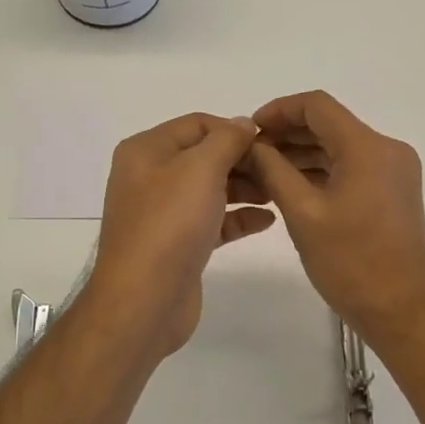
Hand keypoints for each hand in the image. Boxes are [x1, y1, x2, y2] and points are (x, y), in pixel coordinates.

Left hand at [84, 113, 275, 358]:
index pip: (197, 124)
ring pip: (211, 189)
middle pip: (205, 156)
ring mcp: (164, 212)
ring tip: (279, 193)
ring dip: (245, 188)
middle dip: (243, 160)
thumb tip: (244, 123)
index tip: (269, 143)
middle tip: (280, 170)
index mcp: (146, 150)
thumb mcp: (200, 169)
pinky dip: (238, 217)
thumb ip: (227, 140)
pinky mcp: (179, 244)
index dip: (234, 129)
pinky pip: (213, 220)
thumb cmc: (170, 224)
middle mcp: (150, 177)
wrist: (145, 300)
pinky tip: (268, 221)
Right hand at [243, 91, 424, 346]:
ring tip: (263, 170)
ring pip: (340, 147)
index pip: (318, 106)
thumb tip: (252, 144)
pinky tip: (291, 185)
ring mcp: (394, 171)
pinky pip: (352, 167)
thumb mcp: (303, 214)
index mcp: (368, 148)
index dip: (279, 110)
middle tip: (250, 152)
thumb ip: (273, 170)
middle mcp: (387, 150)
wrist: (402, 311)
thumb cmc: (350, 263)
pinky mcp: (393, 191)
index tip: (250, 129)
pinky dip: (322, 171)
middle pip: (330, 125)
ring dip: (303, 153)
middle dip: (288, 133)